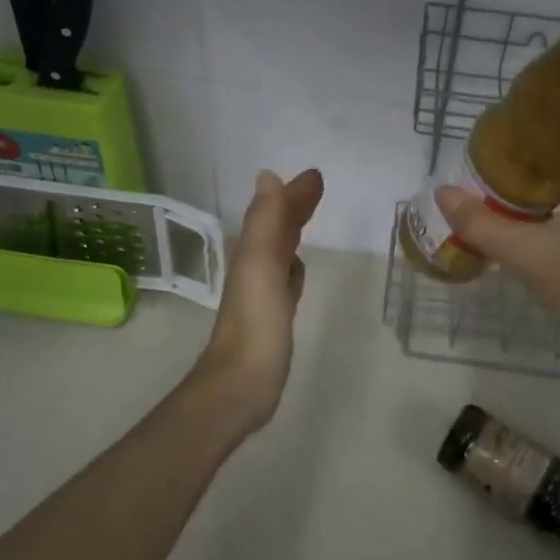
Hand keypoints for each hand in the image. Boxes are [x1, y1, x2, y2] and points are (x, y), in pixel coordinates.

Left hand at [194, 168, 324, 431]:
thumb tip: (268, 175)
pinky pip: (286, 280)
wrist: (241, 385)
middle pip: (276, 229)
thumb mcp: (260, 264)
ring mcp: (263, 295)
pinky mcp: (273, 318)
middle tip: (318, 188)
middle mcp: (254, 268)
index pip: (274, 213)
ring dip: (293, 232)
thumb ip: (266, 221)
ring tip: (309, 218)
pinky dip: (294, 266)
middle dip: (293, 207)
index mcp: (251, 253)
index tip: (316, 176)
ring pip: (281, 252)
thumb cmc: (255, 323)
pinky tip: (299, 270)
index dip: (292, 194)